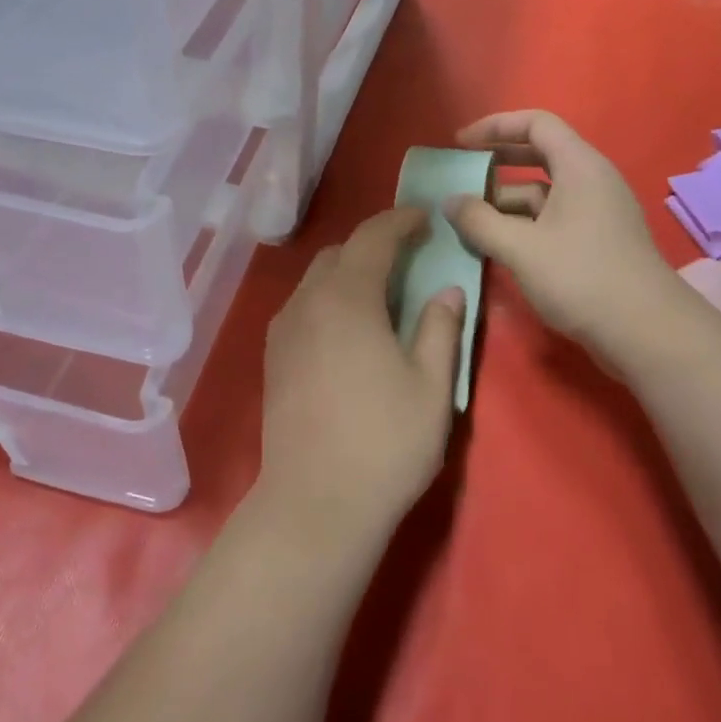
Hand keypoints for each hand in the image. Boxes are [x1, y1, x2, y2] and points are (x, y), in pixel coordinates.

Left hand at [257, 208, 464, 547]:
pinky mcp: (273, 356)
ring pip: (316, 279)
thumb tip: (447, 290)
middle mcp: (307, 302)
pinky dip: (328, 297)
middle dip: (373, 245)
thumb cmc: (384, 443)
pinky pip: (302, 305)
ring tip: (380, 291)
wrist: (315, 503)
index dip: (400, 221)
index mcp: (347, 298)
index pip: (372, 238)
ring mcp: (284, 329)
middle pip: (339, 253)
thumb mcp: (431, 386)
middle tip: (408, 256)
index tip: (425, 218)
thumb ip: (441, 328)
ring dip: (348, 271)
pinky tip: (348, 326)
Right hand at [446, 110, 681, 358]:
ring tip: (467, 218)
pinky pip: (551, 217)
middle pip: (539, 154)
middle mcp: (591, 180)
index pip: (536, 123)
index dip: (495, 126)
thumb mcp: (520, 248)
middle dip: (496, 162)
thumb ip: (479, 221)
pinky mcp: (595, 241)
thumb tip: (449, 202)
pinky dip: (521, 223)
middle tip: (461, 174)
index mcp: (580, 166)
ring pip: (542, 191)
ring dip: (504, 200)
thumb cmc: (582, 277)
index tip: (460, 142)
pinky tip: (495, 244)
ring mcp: (596, 212)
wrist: (647, 334)